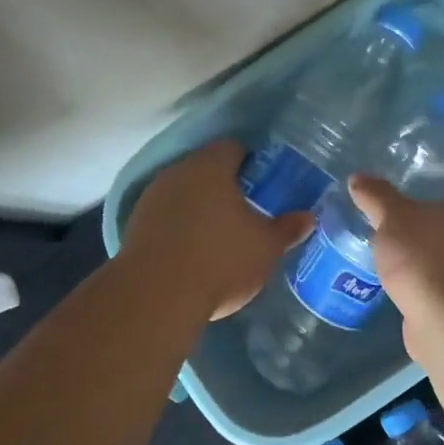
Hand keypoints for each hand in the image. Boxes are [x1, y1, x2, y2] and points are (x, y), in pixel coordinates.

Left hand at [121, 140, 313, 320]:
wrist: (155, 296)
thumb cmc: (220, 260)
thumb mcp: (265, 247)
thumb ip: (287, 228)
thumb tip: (307, 217)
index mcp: (211, 166)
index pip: (233, 148)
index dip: (251, 163)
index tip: (264, 186)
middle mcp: (178, 172)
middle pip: (205, 169)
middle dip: (224, 186)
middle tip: (246, 212)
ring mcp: (151, 198)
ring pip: (183, 193)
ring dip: (199, 207)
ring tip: (219, 236)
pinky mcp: (135, 226)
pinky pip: (165, 217)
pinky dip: (179, 228)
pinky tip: (193, 253)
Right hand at [346, 168, 443, 310]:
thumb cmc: (431, 256)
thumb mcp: (395, 218)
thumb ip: (377, 197)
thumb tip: (358, 178)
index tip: (434, 173)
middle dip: (439, 214)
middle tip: (405, 208)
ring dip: (432, 248)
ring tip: (396, 243)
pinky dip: (427, 278)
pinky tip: (401, 277)